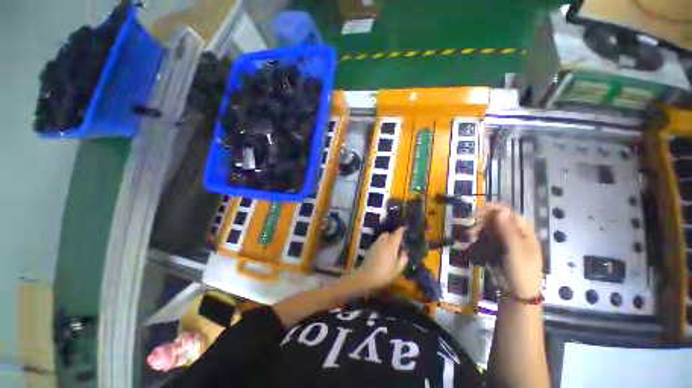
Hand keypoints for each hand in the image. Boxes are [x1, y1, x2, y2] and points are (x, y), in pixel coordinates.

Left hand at [350, 227, 408, 290]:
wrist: (366, 276)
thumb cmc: (384, 273)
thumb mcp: (398, 269)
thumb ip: (403, 259)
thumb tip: (405, 251)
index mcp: (391, 245)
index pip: (397, 233)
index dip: (402, 230)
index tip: (405, 228)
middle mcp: (383, 241)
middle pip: (390, 233)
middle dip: (395, 235)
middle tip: (400, 241)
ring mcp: (376, 243)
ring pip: (383, 236)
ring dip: (388, 237)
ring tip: (392, 245)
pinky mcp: (371, 247)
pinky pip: (379, 240)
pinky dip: (383, 241)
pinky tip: (385, 249)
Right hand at [472, 203, 542, 298]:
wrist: (518, 293)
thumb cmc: (522, 270)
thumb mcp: (516, 251)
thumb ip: (508, 230)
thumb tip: (501, 210)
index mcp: (524, 232)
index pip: (509, 214)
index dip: (495, 209)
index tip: (479, 210)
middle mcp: (513, 234)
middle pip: (497, 220)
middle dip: (483, 220)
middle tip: (470, 223)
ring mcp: (503, 241)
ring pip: (488, 229)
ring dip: (478, 229)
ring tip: (469, 235)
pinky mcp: (495, 249)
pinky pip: (485, 238)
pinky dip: (477, 238)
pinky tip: (471, 241)